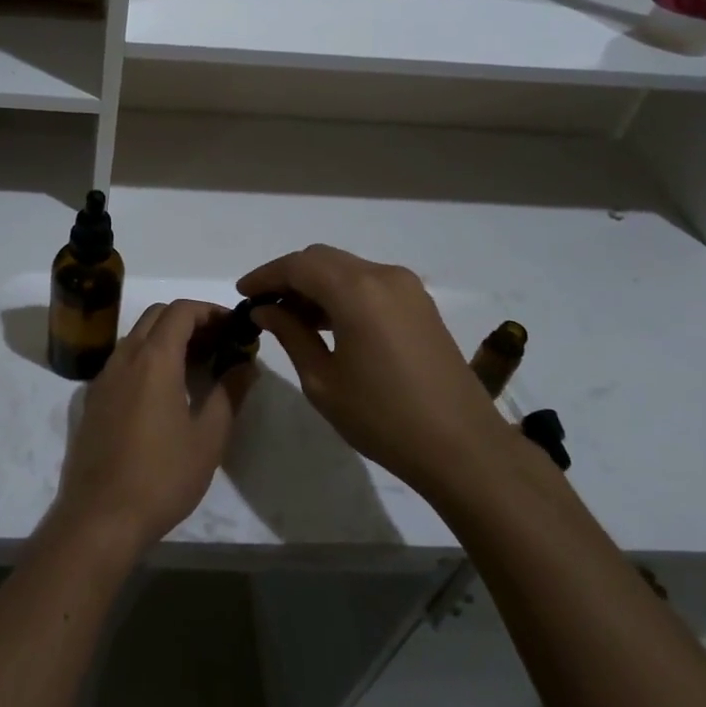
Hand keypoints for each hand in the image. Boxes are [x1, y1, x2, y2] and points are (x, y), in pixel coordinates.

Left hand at [53, 300, 252, 555]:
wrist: (100, 517)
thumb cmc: (161, 476)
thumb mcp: (208, 438)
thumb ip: (228, 393)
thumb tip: (245, 365)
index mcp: (154, 359)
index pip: (181, 310)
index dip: (210, 310)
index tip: (233, 325)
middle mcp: (124, 357)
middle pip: (156, 316)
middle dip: (189, 319)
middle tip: (218, 343)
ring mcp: (104, 377)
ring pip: (137, 336)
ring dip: (167, 338)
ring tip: (197, 365)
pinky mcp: (93, 399)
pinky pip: (123, 361)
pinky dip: (147, 358)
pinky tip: (165, 390)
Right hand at [237, 245, 508, 491]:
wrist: (463, 447)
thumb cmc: (383, 418)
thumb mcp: (323, 381)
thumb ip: (291, 335)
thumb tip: (266, 310)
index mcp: (356, 290)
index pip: (297, 265)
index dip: (265, 276)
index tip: (242, 294)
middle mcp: (383, 275)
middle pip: (322, 259)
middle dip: (289, 277)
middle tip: (264, 307)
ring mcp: (407, 288)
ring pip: (347, 268)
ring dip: (315, 285)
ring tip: (291, 319)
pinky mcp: (420, 304)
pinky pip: (369, 283)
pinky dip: (342, 293)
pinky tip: (328, 323)